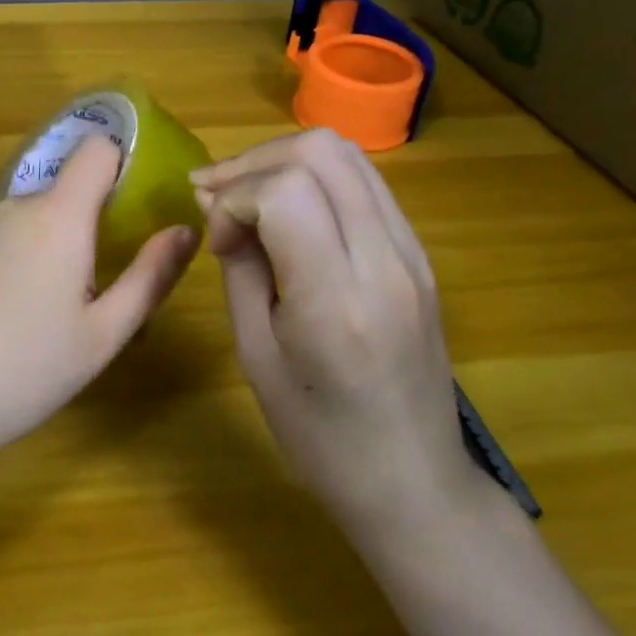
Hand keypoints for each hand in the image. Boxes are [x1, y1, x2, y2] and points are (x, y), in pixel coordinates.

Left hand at [0, 136, 199, 468]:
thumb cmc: (31, 371)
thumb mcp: (105, 333)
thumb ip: (151, 275)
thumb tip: (184, 229)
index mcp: (59, 217)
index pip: (96, 150)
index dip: (116, 167)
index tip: (123, 209)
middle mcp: (12, 205)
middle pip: (59, 195)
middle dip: (75, 229)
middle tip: (77, 292)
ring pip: (20, 219)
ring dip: (33, 245)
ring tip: (26, 310)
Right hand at [193, 130, 477, 536]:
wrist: (415, 483)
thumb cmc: (320, 436)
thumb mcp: (256, 355)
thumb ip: (239, 269)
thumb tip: (218, 207)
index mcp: (336, 300)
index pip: (284, 192)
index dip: (235, 198)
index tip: (218, 240)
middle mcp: (384, 261)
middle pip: (320, 152)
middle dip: (253, 162)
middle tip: (216, 196)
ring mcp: (412, 252)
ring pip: (346, 154)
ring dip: (283, 160)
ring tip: (245, 195)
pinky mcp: (419, 253)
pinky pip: (364, 182)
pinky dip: (315, 176)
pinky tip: (286, 209)